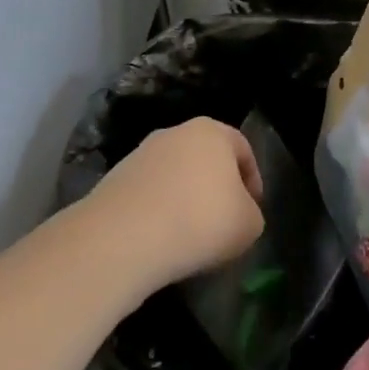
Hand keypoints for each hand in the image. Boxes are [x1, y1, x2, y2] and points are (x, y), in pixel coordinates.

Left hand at [83, 117, 264, 292]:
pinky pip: (149, 192)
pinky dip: (158, 209)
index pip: (242, 148)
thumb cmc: (202, 221)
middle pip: (204, 158)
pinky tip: (161, 237)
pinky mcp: (115, 177)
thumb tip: (235, 212)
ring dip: (185, 198)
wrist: (126, 236)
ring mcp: (140, 153)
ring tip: (190, 234)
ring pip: (174, 174)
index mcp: (211, 132)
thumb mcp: (250, 224)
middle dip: (215, 186)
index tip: (252, 209)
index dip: (253, 180)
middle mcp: (174, 133)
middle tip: (223, 220)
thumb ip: (250, 212)